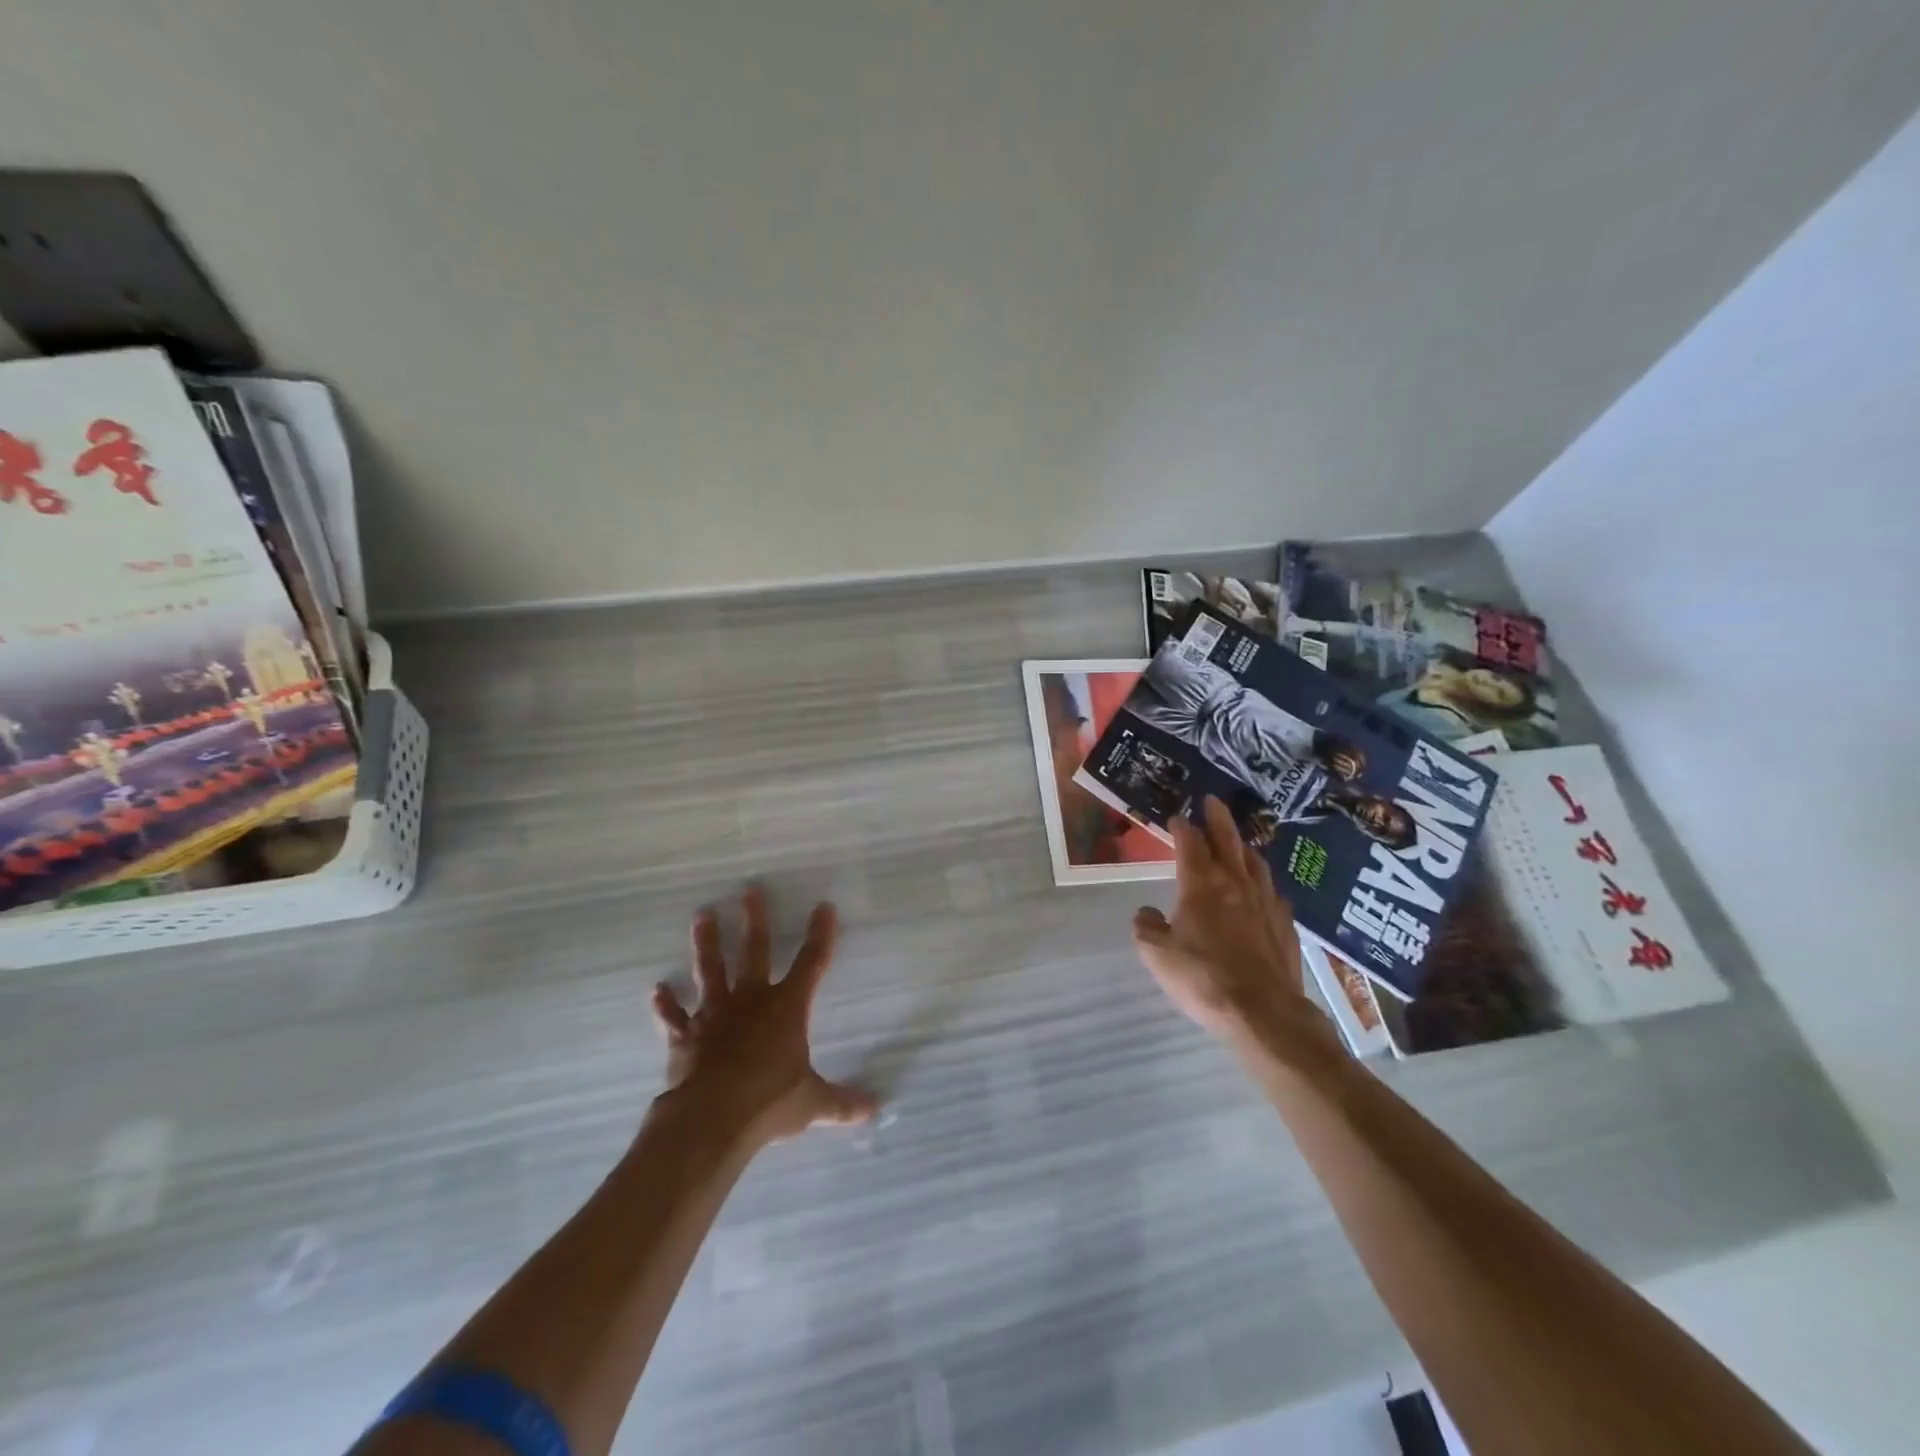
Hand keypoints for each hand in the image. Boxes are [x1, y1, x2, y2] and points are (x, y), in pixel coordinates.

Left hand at [651, 887, 876, 1149]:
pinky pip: (674, 1017)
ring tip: (702, 915)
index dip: (820, 934)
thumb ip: (842, 1102)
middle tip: (748, 890)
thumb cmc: (771, 1101)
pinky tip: (658, 990)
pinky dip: (666, 1005)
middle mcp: (751, 1001)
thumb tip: (874, 1108)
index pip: (811, 963)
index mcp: (787, 1008)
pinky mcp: (686, 1037)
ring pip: (711, 970)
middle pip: (754, 951)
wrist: (712, 1119)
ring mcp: (715, 1015)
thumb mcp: (813, 1103)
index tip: (824, 906)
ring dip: (707, 944)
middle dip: (754, 920)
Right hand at [1132, 797, 1323, 1047]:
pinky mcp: (1284, 926)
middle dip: (1218, 819)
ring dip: (1243, 847)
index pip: (1190, 844)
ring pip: (1255, 863)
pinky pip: (1273, 893)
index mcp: (1201, 885)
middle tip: (1212, 801)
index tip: (1176, 817)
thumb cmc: (1202, 978)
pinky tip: (1262, 890)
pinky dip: (1263, 883)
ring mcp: (1265, 904)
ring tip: (1238, 841)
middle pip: (1228, 841)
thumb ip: (1147, 927)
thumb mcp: (1157, 954)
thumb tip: (1147, 912)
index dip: (1182, 827)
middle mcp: (1235, 884)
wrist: (1263, 1013)